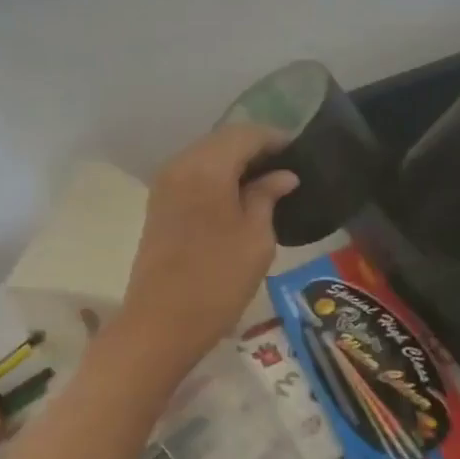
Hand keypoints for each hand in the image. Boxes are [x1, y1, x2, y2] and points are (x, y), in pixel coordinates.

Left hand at [117, 124, 299, 371]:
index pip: (245, 134)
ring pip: (205, 158)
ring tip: (266, 185)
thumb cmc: (217, 281)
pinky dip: (216, 179)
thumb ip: (267, 197)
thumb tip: (282, 175)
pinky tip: (237, 199)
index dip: (275, 139)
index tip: (300, 152)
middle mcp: (180, 166)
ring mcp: (164, 186)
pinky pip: (192, 177)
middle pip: (222, 141)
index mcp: (206, 167)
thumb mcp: (256, 239)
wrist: (160, 324)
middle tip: (286, 169)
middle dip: (254, 149)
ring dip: (234, 164)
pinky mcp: (158, 207)